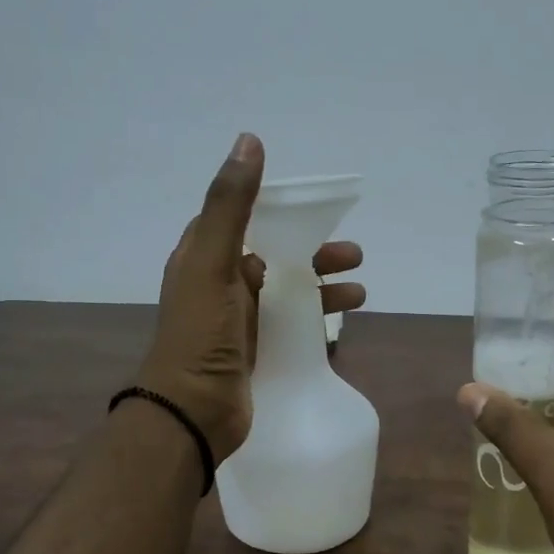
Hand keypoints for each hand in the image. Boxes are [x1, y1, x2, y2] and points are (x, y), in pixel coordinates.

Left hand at [137, 134, 366, 463]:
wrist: (192, 412)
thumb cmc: (201, 334)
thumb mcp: (213, 262)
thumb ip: (231, 205)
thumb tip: (249, 140)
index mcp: (203, 257)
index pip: (243, 219)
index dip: (278, 210)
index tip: (316, 208)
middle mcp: (220, 284)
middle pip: (274, 255)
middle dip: (314, 253)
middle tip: (354, 255)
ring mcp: (238, 321)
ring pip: (287, 292)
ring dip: (323, 287)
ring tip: (361, 293)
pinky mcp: (255, 350)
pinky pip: (291, 325)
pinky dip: (317, 319)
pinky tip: (343, 324)